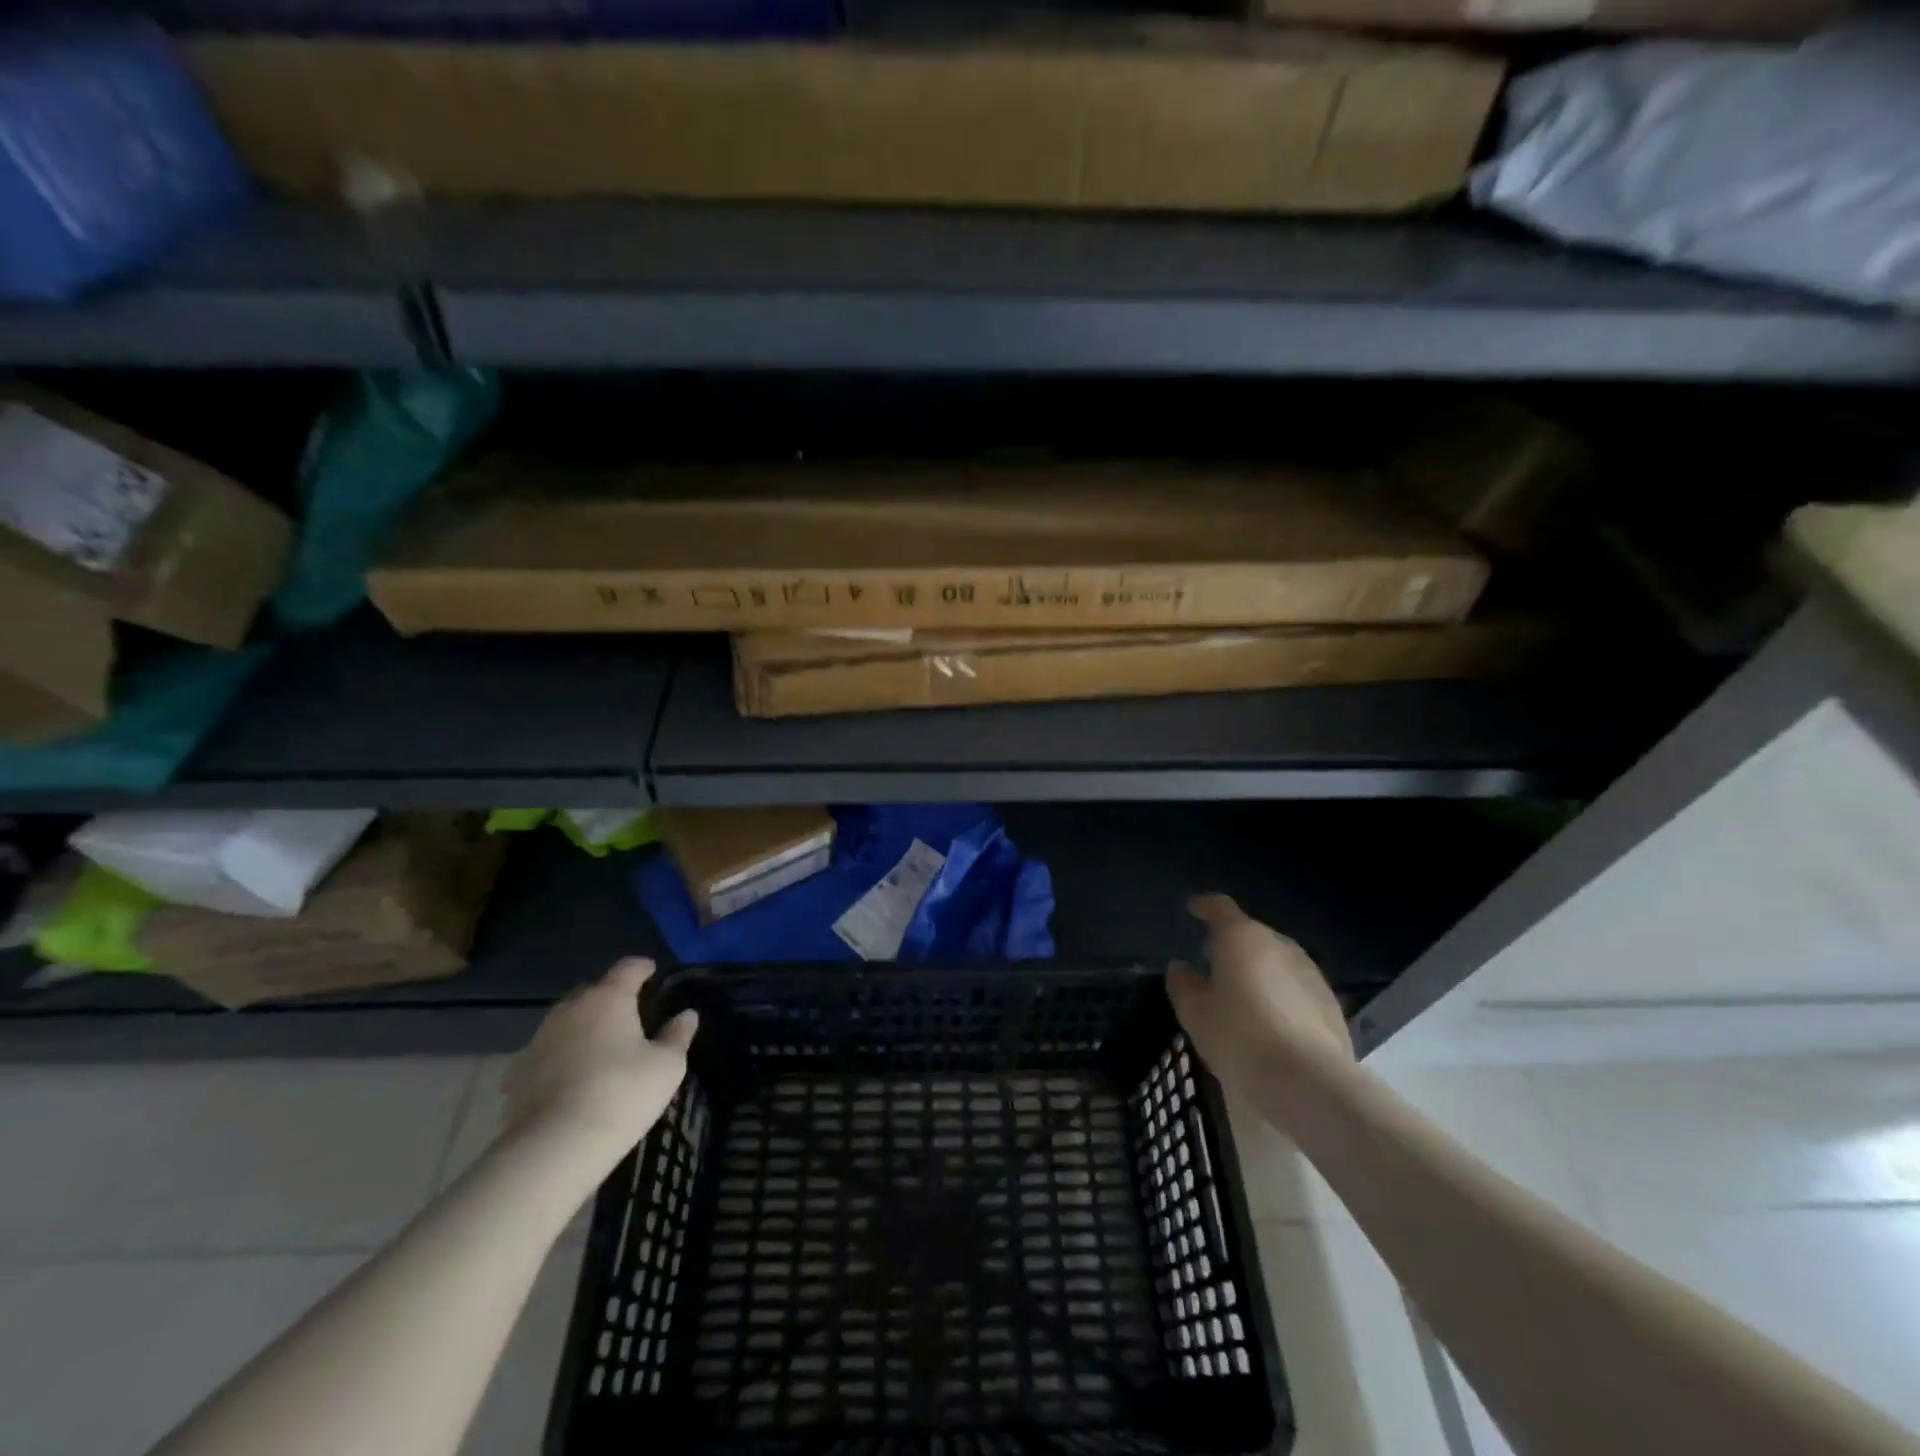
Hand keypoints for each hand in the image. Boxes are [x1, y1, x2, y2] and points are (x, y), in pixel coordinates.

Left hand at [502, 958, 697, 1165]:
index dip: (643, 968)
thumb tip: (686, 1015)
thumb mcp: (667, 1066)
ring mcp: (538, 1040)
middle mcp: (570, 1009)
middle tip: (629, 1015)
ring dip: (582, 1027)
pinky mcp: (517, 1074)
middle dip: (610, 997)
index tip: (652, 973)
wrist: (553, 1148)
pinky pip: (545, 1054)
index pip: (628, 968)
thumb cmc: (621, 1094)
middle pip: (593, 991)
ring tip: (599, 1048)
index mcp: (608, 998)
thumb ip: (677, 1036)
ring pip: (566, 1021)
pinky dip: (559, 1058)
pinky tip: (569, 1078)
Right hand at [1167, 894, 1350, 1096]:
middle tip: (1214, 966)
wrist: (1310, 1083)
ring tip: (1243, 997)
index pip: (1220, 907)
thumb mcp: (1195, 1013)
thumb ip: (1183, 984)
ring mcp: (1310, 972)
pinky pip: (1295, 987)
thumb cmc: (1240, 1038)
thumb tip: (1182, 967)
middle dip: (1232, 944)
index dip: (1204, 906)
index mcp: (1241, 938)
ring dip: (1258, 970)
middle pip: (1250, 934)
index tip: (1193, 910)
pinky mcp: (1330, 1002)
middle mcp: (1279, 944)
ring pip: (1276, 961)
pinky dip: (1280, 994)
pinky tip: (1272, 1022)